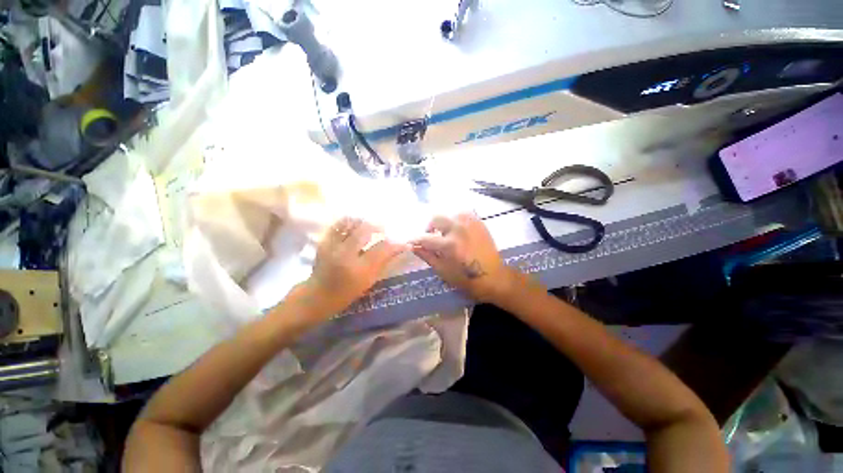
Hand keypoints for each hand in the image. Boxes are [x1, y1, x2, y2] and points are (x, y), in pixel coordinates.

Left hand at [303, 217, 407, 317]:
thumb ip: (384, 262)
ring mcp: (332, 246)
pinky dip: (349, 222)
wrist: (317, 296)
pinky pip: (338, 225)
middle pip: (365, 229)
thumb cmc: (346, 293)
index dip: (396, 244)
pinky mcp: (323, 241)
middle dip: (378, 226)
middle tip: (384, 230)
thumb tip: (400, 248)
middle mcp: (345, 254)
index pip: (382, 249)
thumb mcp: (369, 281)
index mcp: (359, 269)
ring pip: (351, 223)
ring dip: (363, 222)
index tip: (404, 243)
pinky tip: (355, 225)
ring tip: (370, 226)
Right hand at [411, 213, 514, 302]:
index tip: (410, 241)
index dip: (415, 240)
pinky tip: (457, 229)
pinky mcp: (479, 223)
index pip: (426, 238)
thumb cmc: (466, 279)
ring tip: (445, 232)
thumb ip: (427, 256)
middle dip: (429, 227)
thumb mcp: (443, 271)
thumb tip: (413, 247)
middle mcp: (459, 230)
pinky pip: (464, 213)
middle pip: (436, 218)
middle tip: (431, 236)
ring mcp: (471, 224)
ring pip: (450, 213)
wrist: (494, 278)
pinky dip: (456, 219)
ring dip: (444, 222)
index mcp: (450, 245)